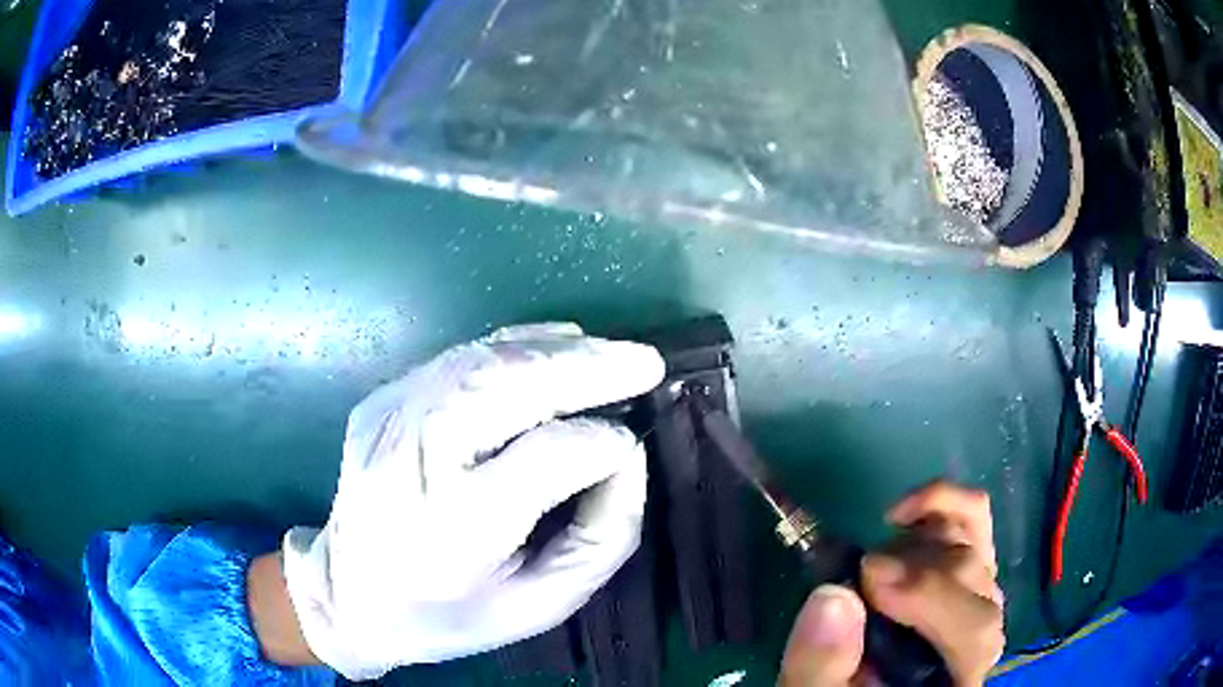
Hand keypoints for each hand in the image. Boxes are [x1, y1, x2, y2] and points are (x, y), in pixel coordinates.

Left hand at [278, 324, 664, 679]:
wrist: (348, 594)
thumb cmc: (452, 614)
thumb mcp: (542, 604)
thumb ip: (603, 535)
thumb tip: (627, 454)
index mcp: (454, 531)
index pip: (546, 458)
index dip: (601, 444)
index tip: (630, 445)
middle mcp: (413, 463)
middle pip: (506, 387)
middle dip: (586, 368)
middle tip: (643, 361)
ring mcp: (387, 422)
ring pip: (480, 360)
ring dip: (553, 351)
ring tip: (606, 355)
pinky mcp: (379, 402)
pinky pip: (456, 359)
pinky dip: (513, 346)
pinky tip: (550, 351)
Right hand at [779, 483, 1004, 686]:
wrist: (859, 685)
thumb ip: (822, 665)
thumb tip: (831, 597)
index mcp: (956, 675)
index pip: (974, 632)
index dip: (930, 596)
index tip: (869, 578)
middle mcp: (983, 630)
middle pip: (973, 578)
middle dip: (913, 568)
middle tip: (860, 573)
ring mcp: (979, 592)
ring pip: (973, 540)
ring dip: (917, 543)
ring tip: (871, 565)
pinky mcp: (967, 565)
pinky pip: (974, 517)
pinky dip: (939, 502)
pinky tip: (900, 514)